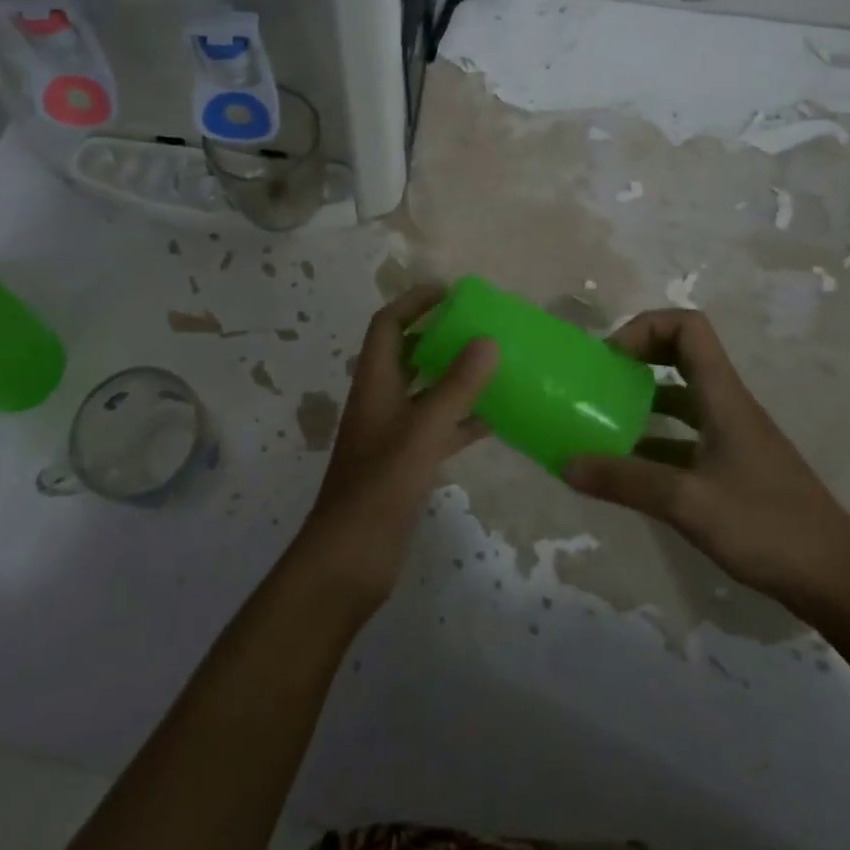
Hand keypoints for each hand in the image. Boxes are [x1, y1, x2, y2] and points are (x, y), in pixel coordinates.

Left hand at [290, 286, 498, 614]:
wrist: (352, 556)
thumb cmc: (381, 485)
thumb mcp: (423, 430)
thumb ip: (457, 386)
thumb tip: (487, 339)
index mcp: (374, 381)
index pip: (388, 324)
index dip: (414, 302)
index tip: (451, 292)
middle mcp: (381, 399)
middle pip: (407, 352)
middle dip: (439, 334)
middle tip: (481, 325)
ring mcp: (393, 432)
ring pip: (426, 390)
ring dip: (455, 376)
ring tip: (496, 364)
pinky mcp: (407, 462)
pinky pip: (439, 427)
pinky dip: (463, 419)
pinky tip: (497, 418)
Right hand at [564, 308, 849, 618]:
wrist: (841, 585)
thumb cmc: (768, 529)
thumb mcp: (687, 503)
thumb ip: (624, 481)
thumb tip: (565, 464)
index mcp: (724, 398)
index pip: (688, 328)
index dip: (645, 329)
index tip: (611, 360)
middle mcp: (728, 408)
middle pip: (682, 356)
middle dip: (638, 359)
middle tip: (600, 383)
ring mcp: (733, 440)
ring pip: (682, 400)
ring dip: (642, 403)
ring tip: (602, 424)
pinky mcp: (734, 471)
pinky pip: (685, 440)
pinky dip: (654, 443)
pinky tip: (628, 471)